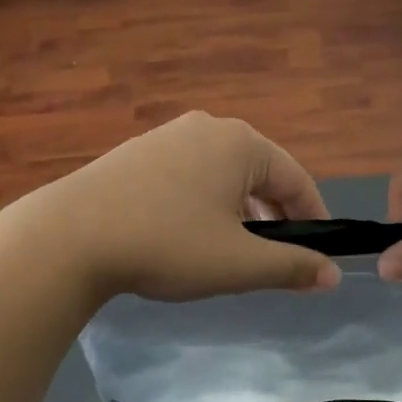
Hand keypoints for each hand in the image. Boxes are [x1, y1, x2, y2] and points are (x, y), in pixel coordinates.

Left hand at [0, 112, 341, 301]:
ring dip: (238, 209)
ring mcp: (167, 136)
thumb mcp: (237, 263)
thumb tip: (333, 274)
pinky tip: (187, 233)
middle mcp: (208, 127)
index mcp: (241, 143)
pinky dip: (203, 202)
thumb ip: (291, 267)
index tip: (321, 253)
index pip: (296, 179)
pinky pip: (188, 174)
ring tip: (233, 249)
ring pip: (222, 174)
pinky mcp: (136, 152)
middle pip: (259, 172)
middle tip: (276, 256)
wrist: (67, 237)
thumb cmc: (166, 244)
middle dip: (274, 214)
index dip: (314, 217)